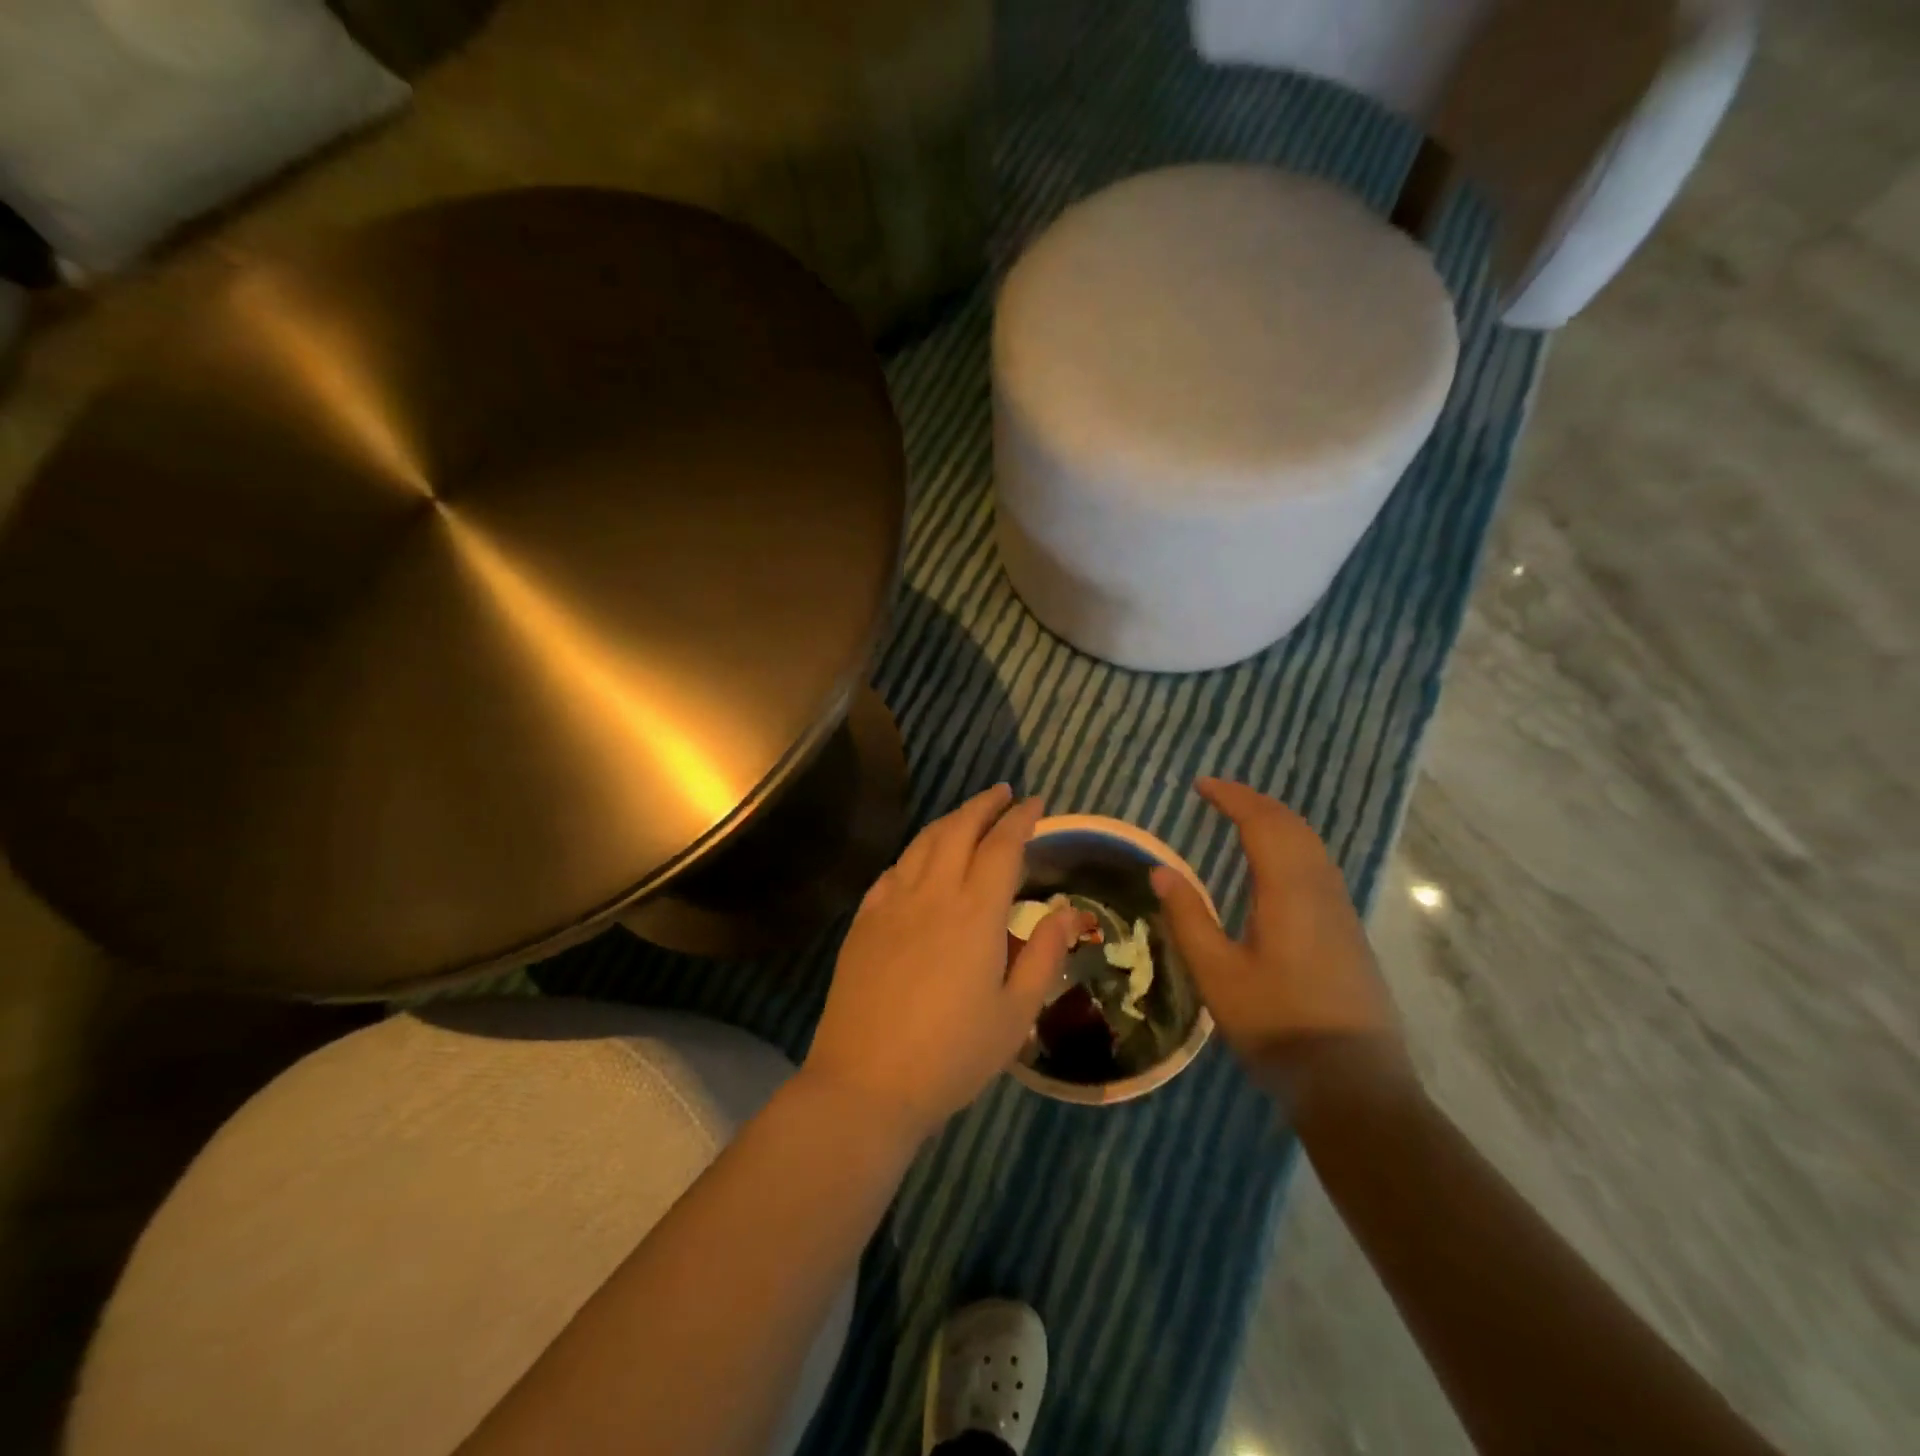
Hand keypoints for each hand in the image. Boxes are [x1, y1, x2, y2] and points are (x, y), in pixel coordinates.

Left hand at [804, 784, 1087, 1135]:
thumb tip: (1065, 910)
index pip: (1003, 846)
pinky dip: (914, 855)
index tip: (1035, 804)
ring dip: (949, 821)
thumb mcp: (1016, 1014)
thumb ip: (1045, 955)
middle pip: (958, 829)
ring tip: (967, 817)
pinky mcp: (863, 922)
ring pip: (922, 844)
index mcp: (975, 912)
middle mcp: (932, 894)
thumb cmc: (952, 1055)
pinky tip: (919, 863)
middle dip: (983, 805)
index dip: (1021, 819)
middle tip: (1003, 793)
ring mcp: (891, 904)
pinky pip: (893, 871)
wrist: (866, 1083)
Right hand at [1150, 779, 1407, 1103]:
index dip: (1233, 797)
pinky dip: (1291, 846)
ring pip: (1312, 847)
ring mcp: (1341, 913)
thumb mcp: (1217, 974)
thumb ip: (1188, 918)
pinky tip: (1274, 868)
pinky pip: (1319, 868)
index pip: (1263, 823)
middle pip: (1293, 827)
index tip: (1201, 785)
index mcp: (1289, 892)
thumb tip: (1161, 870)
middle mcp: (1321, 891)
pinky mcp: (1348, 934)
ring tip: (1242, 821)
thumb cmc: (1278, 1027)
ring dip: (1277, 823)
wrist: (1355, 1085)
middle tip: (1218, 796)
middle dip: (1255, 803)